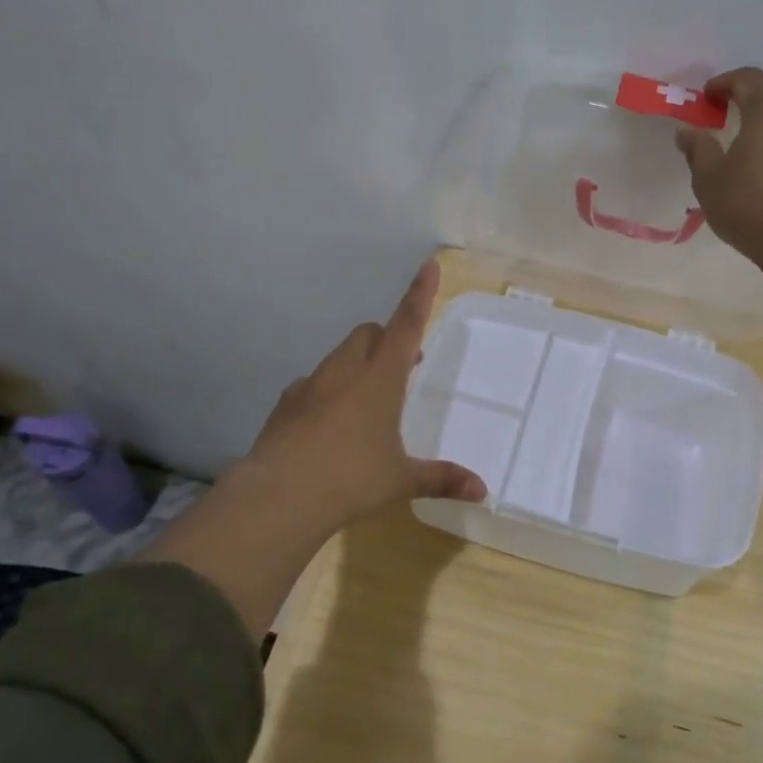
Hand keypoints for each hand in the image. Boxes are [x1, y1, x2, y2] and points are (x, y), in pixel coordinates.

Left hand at [243, 258, 485, 534]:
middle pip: (369, 334)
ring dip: (357, 364)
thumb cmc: (351, 480)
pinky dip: (326, 391)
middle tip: (401, 368)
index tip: (429, 265)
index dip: (420, 295)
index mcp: (380, 380)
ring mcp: (310, 385)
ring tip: (366, 401)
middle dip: (387, 339)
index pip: (407, 326)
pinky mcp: (285, 405)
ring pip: (339, 357)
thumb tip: (482, 490)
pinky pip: (312, 384)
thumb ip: (441, 478)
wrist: (280, 496)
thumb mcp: (401, 480)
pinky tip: (328, 423)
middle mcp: (345, 372)